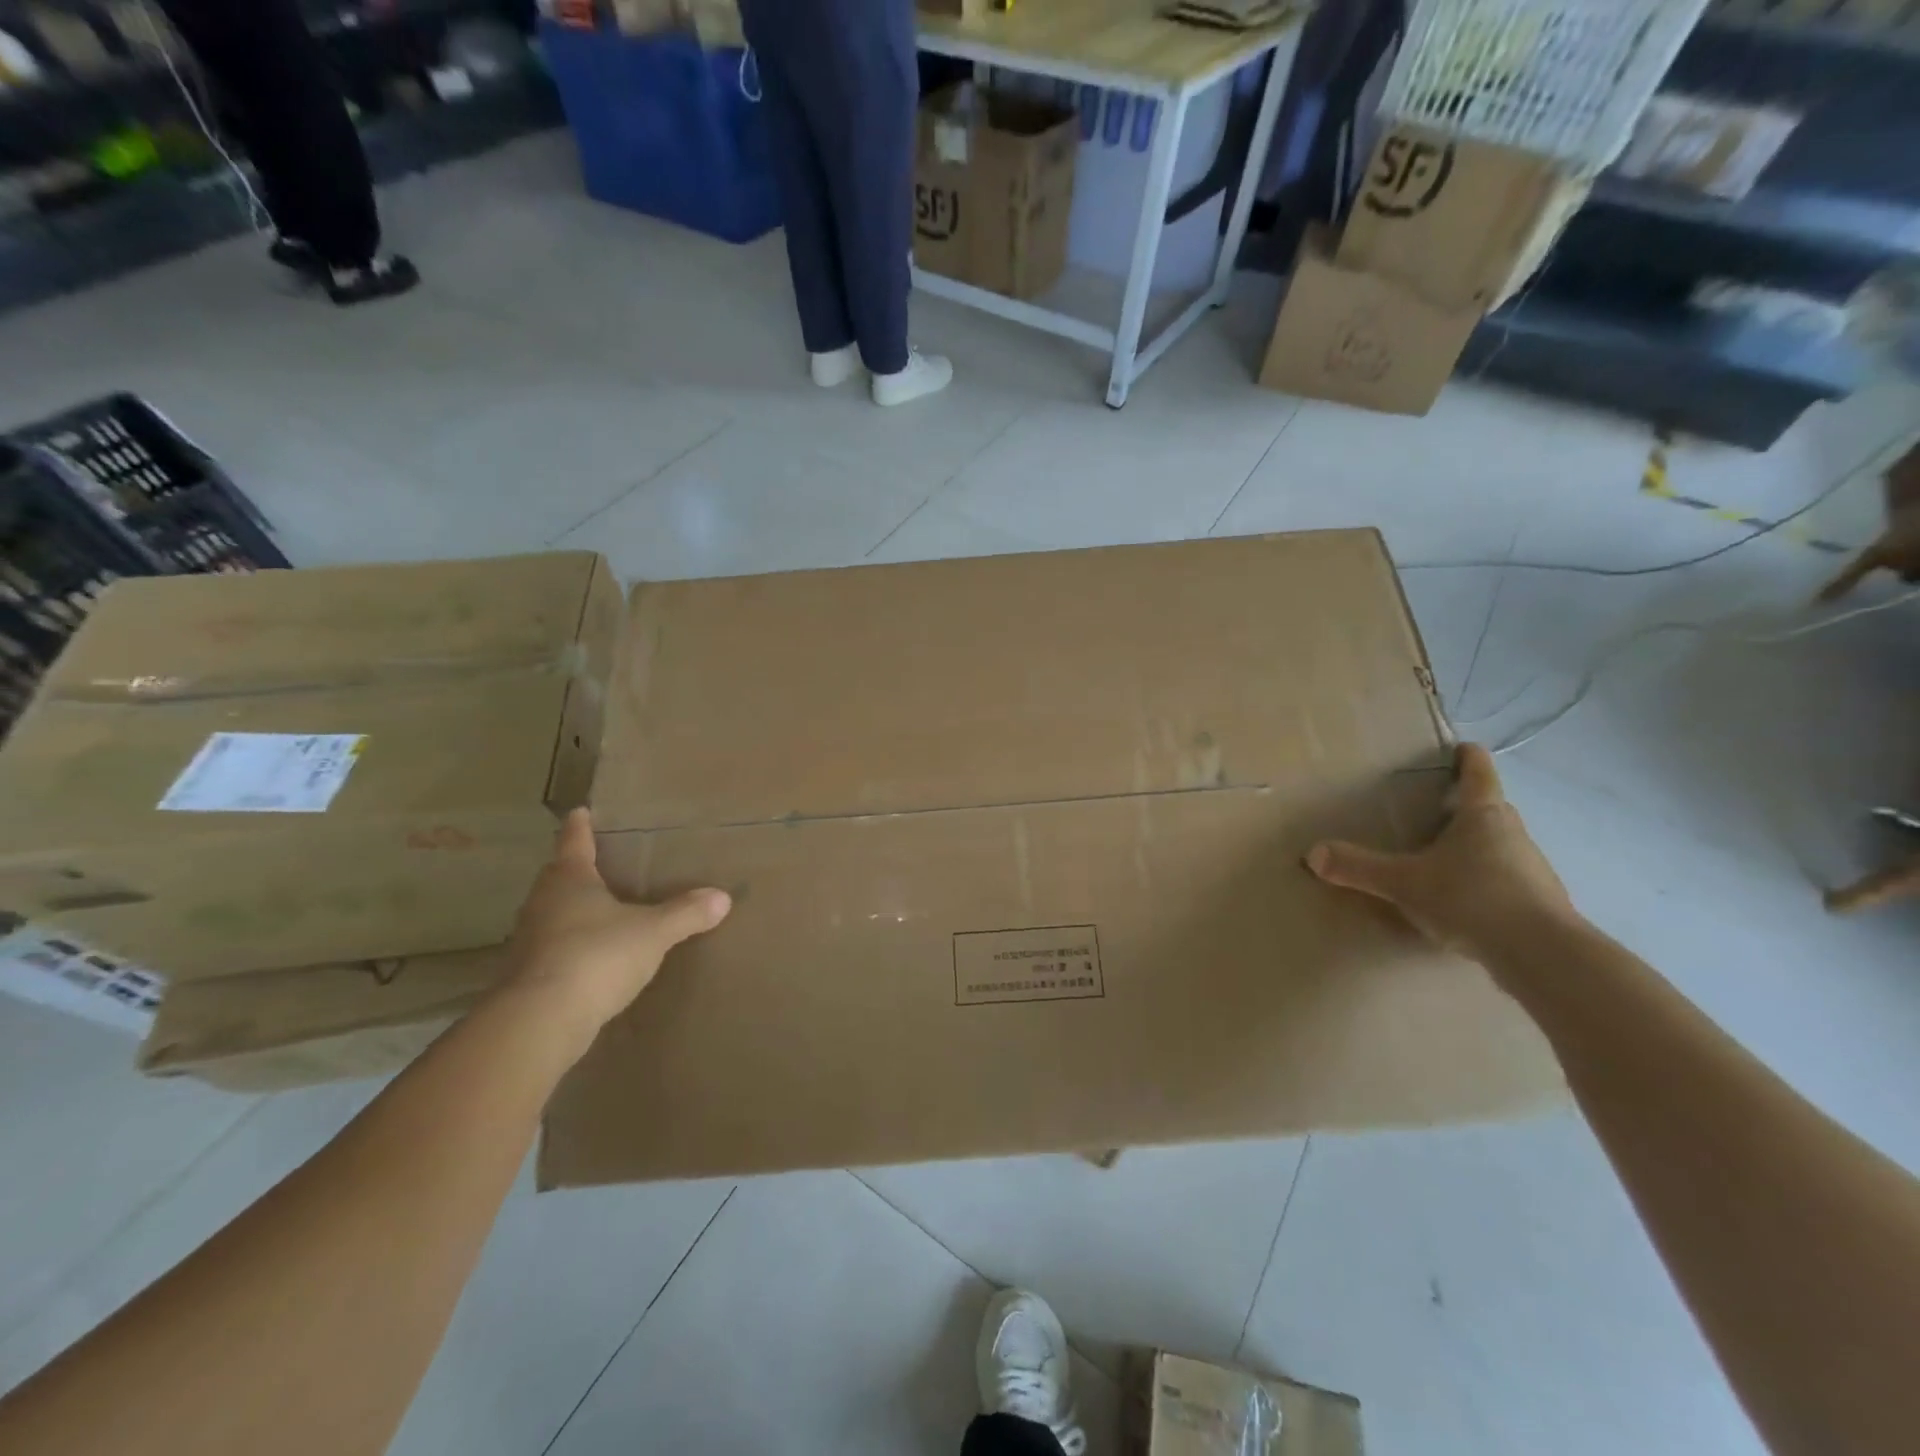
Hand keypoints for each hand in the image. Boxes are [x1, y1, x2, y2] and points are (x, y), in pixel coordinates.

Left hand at [504, 808, 729, 1039]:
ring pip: (553, 913)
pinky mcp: (528, 976)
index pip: (574, 841)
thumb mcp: (653, 932)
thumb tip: (722, 897)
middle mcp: (543, 903)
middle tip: (602, 863)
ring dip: (573, 910)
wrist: (539, 1022)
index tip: (581, 811)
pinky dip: (572, 946)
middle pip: (559, 877)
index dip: (580, 825)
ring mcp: (530, 940)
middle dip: (577, 869)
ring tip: (603, 910)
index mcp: (570, 879)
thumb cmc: (596, 956)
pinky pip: (554, 949)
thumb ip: (686, 913)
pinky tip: (593, 957)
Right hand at [1306, 743, 1578, 969]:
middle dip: (1464, 806)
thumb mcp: (1404, 882)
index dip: (1467, 758)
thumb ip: (1359, 868)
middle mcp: (1512, 834)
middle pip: (1490, 809)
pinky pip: (1506, 880)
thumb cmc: (1472, 898)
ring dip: (1476, 846)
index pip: (1478, 773)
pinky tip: (1463, 901)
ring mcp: (1531, 869)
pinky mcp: (1539, 903)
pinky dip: (1485, 881)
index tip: (1459, 748)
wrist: (1543, 955)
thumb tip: (1313, 854)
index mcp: (1483, 815)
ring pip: (1499, 846)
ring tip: (1442, 858)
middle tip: (1433, 808)